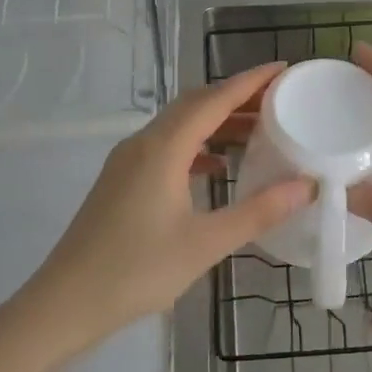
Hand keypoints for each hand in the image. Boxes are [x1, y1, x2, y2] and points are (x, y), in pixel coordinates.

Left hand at [15, 63, 312, 358]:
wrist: (65, 303)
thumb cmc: (137, 270)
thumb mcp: (205, 243)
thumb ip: (258, 211)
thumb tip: (305, 186)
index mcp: (163, 148)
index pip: (214, 99)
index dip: (250, 81)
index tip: (283, 68)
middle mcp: (143, 142)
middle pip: (195, 104)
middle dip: (236, 97)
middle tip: (278, 100)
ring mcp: (127, 160)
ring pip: (179, 125)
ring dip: (217, 121)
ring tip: (257, 131)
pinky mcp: (121, 179)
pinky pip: (166, 146)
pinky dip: (197, 145)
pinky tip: (218, 167)